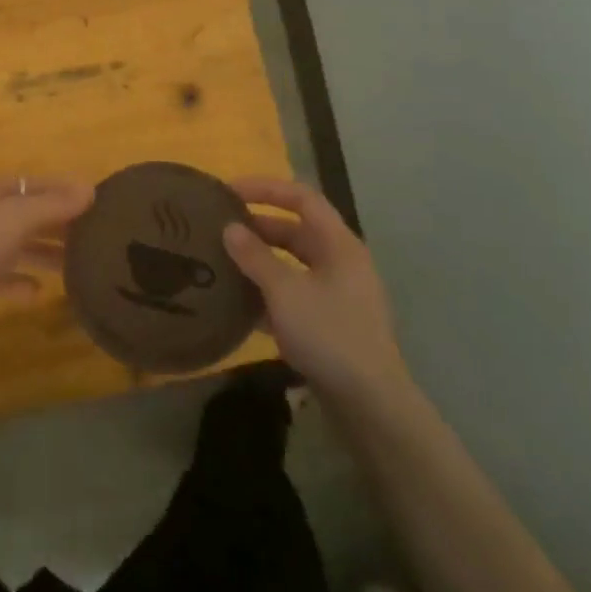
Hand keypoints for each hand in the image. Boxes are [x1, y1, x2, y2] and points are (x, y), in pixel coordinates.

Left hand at [0, 176, 93, 326]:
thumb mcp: (16, 220)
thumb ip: (53, 205)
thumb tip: (89, 188)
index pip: (33, 183)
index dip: (63, 189)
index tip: (96, 201)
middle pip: (26, 213)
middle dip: (58, 223)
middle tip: (94, 235)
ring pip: (17, 244)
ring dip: (44, 252)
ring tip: (76, 265)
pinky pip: (2, 274)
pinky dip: (21, 281)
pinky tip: (39, 293)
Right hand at [223, 177, 410, 403]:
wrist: (370, 403)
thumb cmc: (329, 334)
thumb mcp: (284, 291)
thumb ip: (255, 257)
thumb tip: (229, 228)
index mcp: (338, 244)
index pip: (302, 198)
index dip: (266, 188)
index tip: (229, 191)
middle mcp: (341, 262)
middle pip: (297, 230)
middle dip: (258, 226)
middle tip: (220, 228)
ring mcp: (338, 293)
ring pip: (294, 264)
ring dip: (261, 260)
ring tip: (224, 261)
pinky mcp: (331, 322)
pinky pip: (295, 292)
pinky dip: (269, 290)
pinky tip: (240, 302)